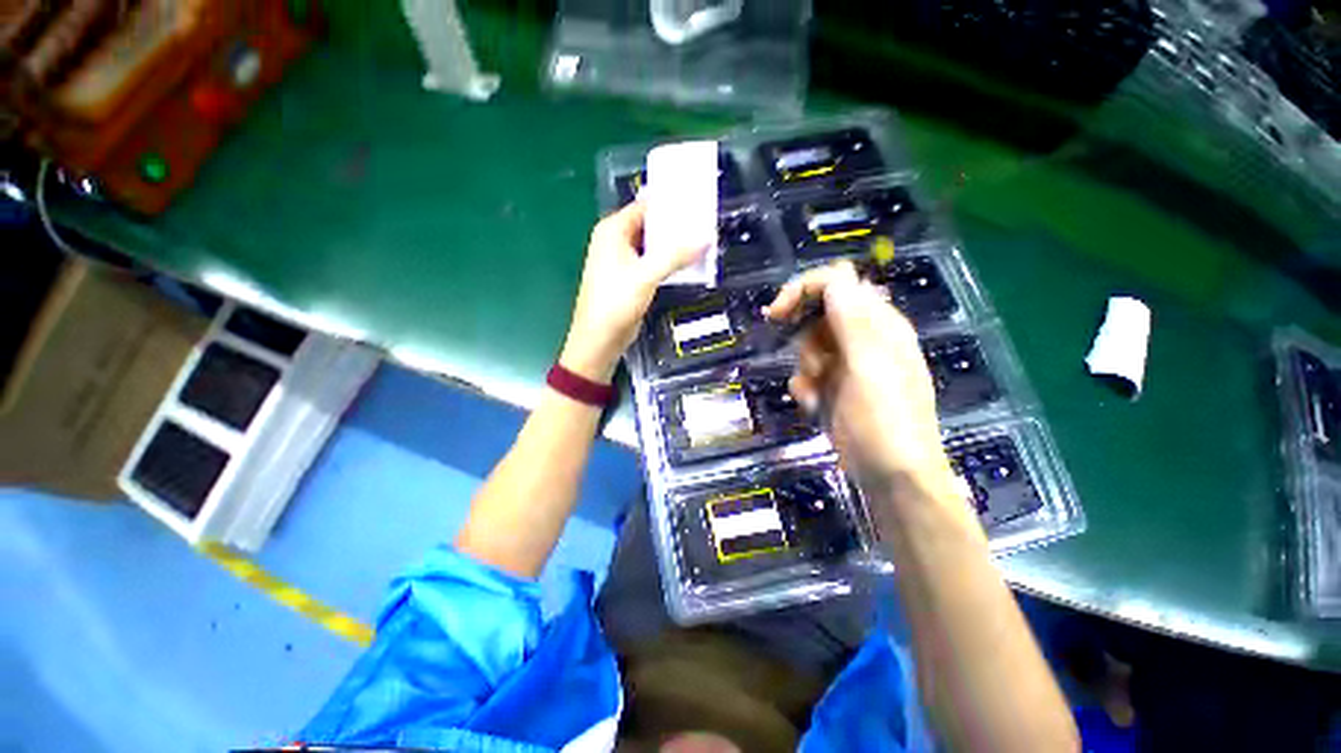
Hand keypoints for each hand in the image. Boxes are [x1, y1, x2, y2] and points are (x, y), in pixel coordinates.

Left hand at [561, 201, 707, 382]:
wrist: (599, 339)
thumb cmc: (615, 302)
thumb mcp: (647, 275)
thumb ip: (676, 256)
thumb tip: (706, 239)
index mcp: (613, 231)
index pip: (645, 206)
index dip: (670, 203)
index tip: (697, 201)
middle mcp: (616, 241)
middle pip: (650, 225)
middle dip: (676, 225)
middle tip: (705, 222)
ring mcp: (622, 261)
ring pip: (653, 245)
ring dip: (673, 245)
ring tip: (702, 240)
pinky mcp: (630, 279)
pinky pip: (652, 263)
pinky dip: (668, 262)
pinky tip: (687, 263)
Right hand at [764, 262, 958, 504]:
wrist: (891, 477)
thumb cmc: (884, 421)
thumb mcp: (868, 368)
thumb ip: (852, 322)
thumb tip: (837, 277)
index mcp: (879, 325)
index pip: (839, 284)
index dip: (804, 290)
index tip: (776, 314)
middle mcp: (864, 339)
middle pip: (820, 313)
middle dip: (802, 334)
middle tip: (802, 359)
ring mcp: (848, 365)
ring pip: (810, 344)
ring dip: (803, 365)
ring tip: (815, 391)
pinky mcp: (835, 387)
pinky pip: (808, 372)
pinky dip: (804, 386)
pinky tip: (813, 404)